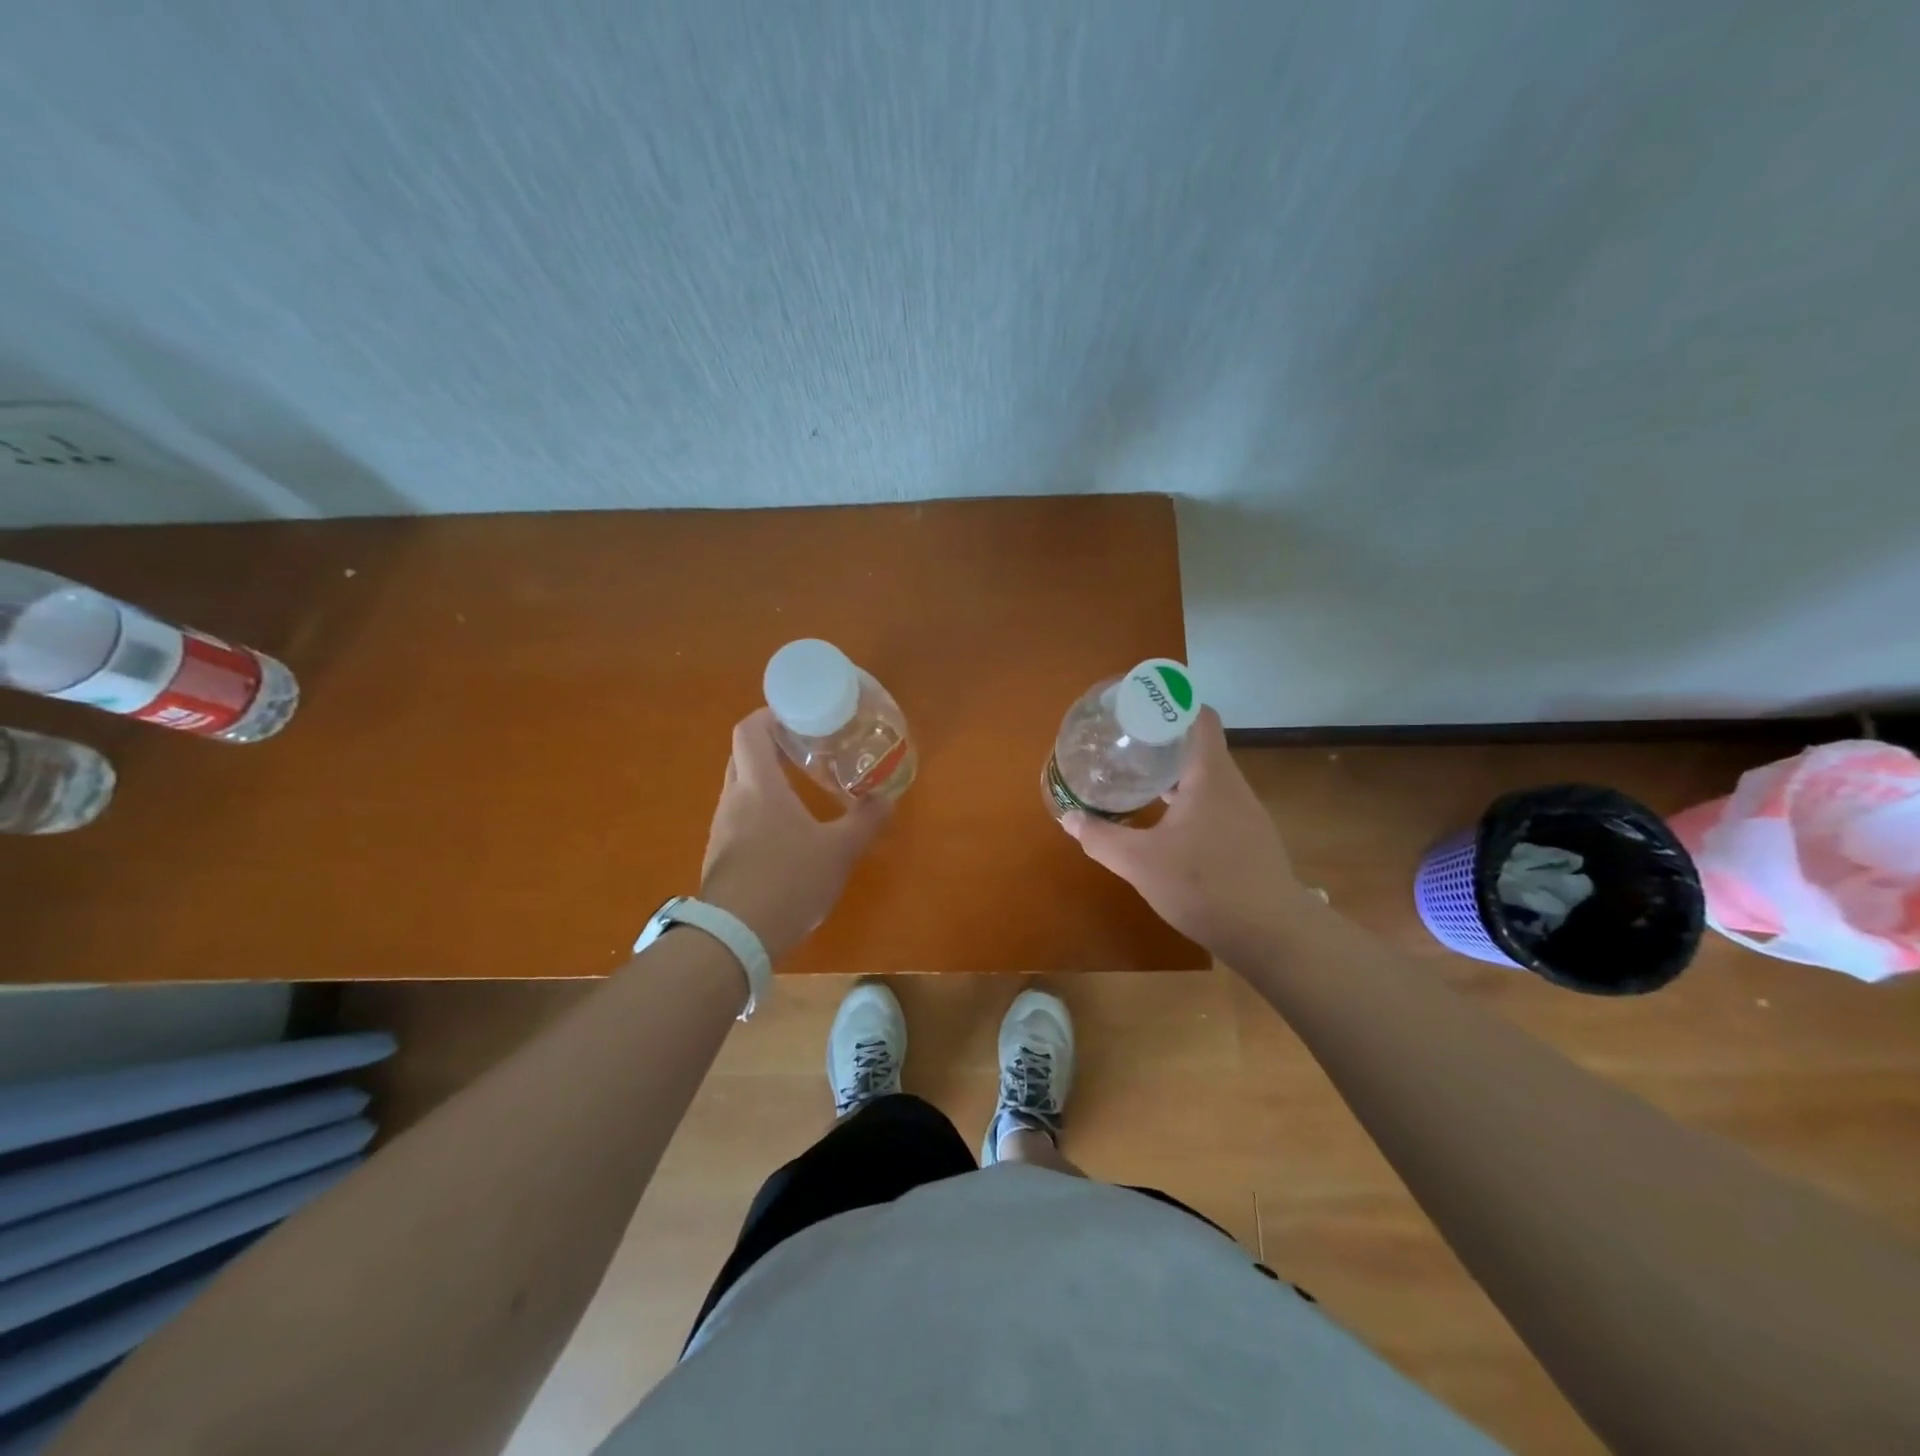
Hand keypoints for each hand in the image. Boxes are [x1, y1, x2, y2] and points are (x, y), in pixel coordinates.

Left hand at [699, 709, 891, 958]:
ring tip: (801, 789)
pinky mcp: (721, 856)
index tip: (797, 714)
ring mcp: (722, 829)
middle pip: (743, 755)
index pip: (749, 730)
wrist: (735, 937)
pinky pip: (739, 818)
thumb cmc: (788, 881)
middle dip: (772, 745)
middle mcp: (733, 799)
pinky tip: (785, 834)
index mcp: (759, 786)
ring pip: (741, 788)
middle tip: (806, 748)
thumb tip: (887, 798)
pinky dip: (760, 811)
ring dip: (766, 780)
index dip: (769, 714)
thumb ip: (865, 821)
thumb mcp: (839, 851)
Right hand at [1061, 708, 1320, 965]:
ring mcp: (1245, 815)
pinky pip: (1215, 806)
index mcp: (1210, 776)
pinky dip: (1189, 802)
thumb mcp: (1140, 863)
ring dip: (1175, 774)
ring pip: (1207, 779)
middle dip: (1163, 741)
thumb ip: (1102, 838)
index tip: (1139, 707)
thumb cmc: (1205, 885)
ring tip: (1139, 778)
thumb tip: (1069, 817)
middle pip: (1200, 747)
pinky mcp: (1249, 841)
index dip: (1172, 704)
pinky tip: (1166, 824)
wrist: (1272, 936)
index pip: (1200, 718)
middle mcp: (1232, 787)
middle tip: (1125, 744)